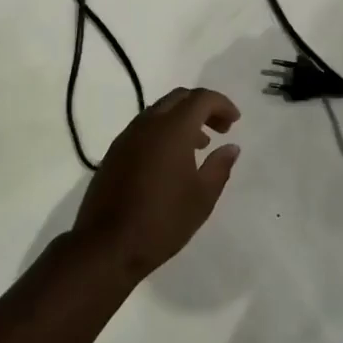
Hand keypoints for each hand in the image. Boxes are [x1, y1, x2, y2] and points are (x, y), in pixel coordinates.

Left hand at [72, 88, 240, 281]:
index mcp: (172, 129)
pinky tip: (172, 160)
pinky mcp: (114, 152)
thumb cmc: (163, 220)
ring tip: (200, 146)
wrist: (108, 244)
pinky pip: (144, 128)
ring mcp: (127, 136)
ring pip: (159, 111)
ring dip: (182, 120)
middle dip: (202, 107)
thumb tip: (231, 147)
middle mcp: (147, 124)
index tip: (235, 121)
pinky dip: (164, 132)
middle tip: (221, 129)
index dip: (221, 104)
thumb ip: (220, 166)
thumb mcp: (202, 197)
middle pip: (178, 98)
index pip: (200, 98)